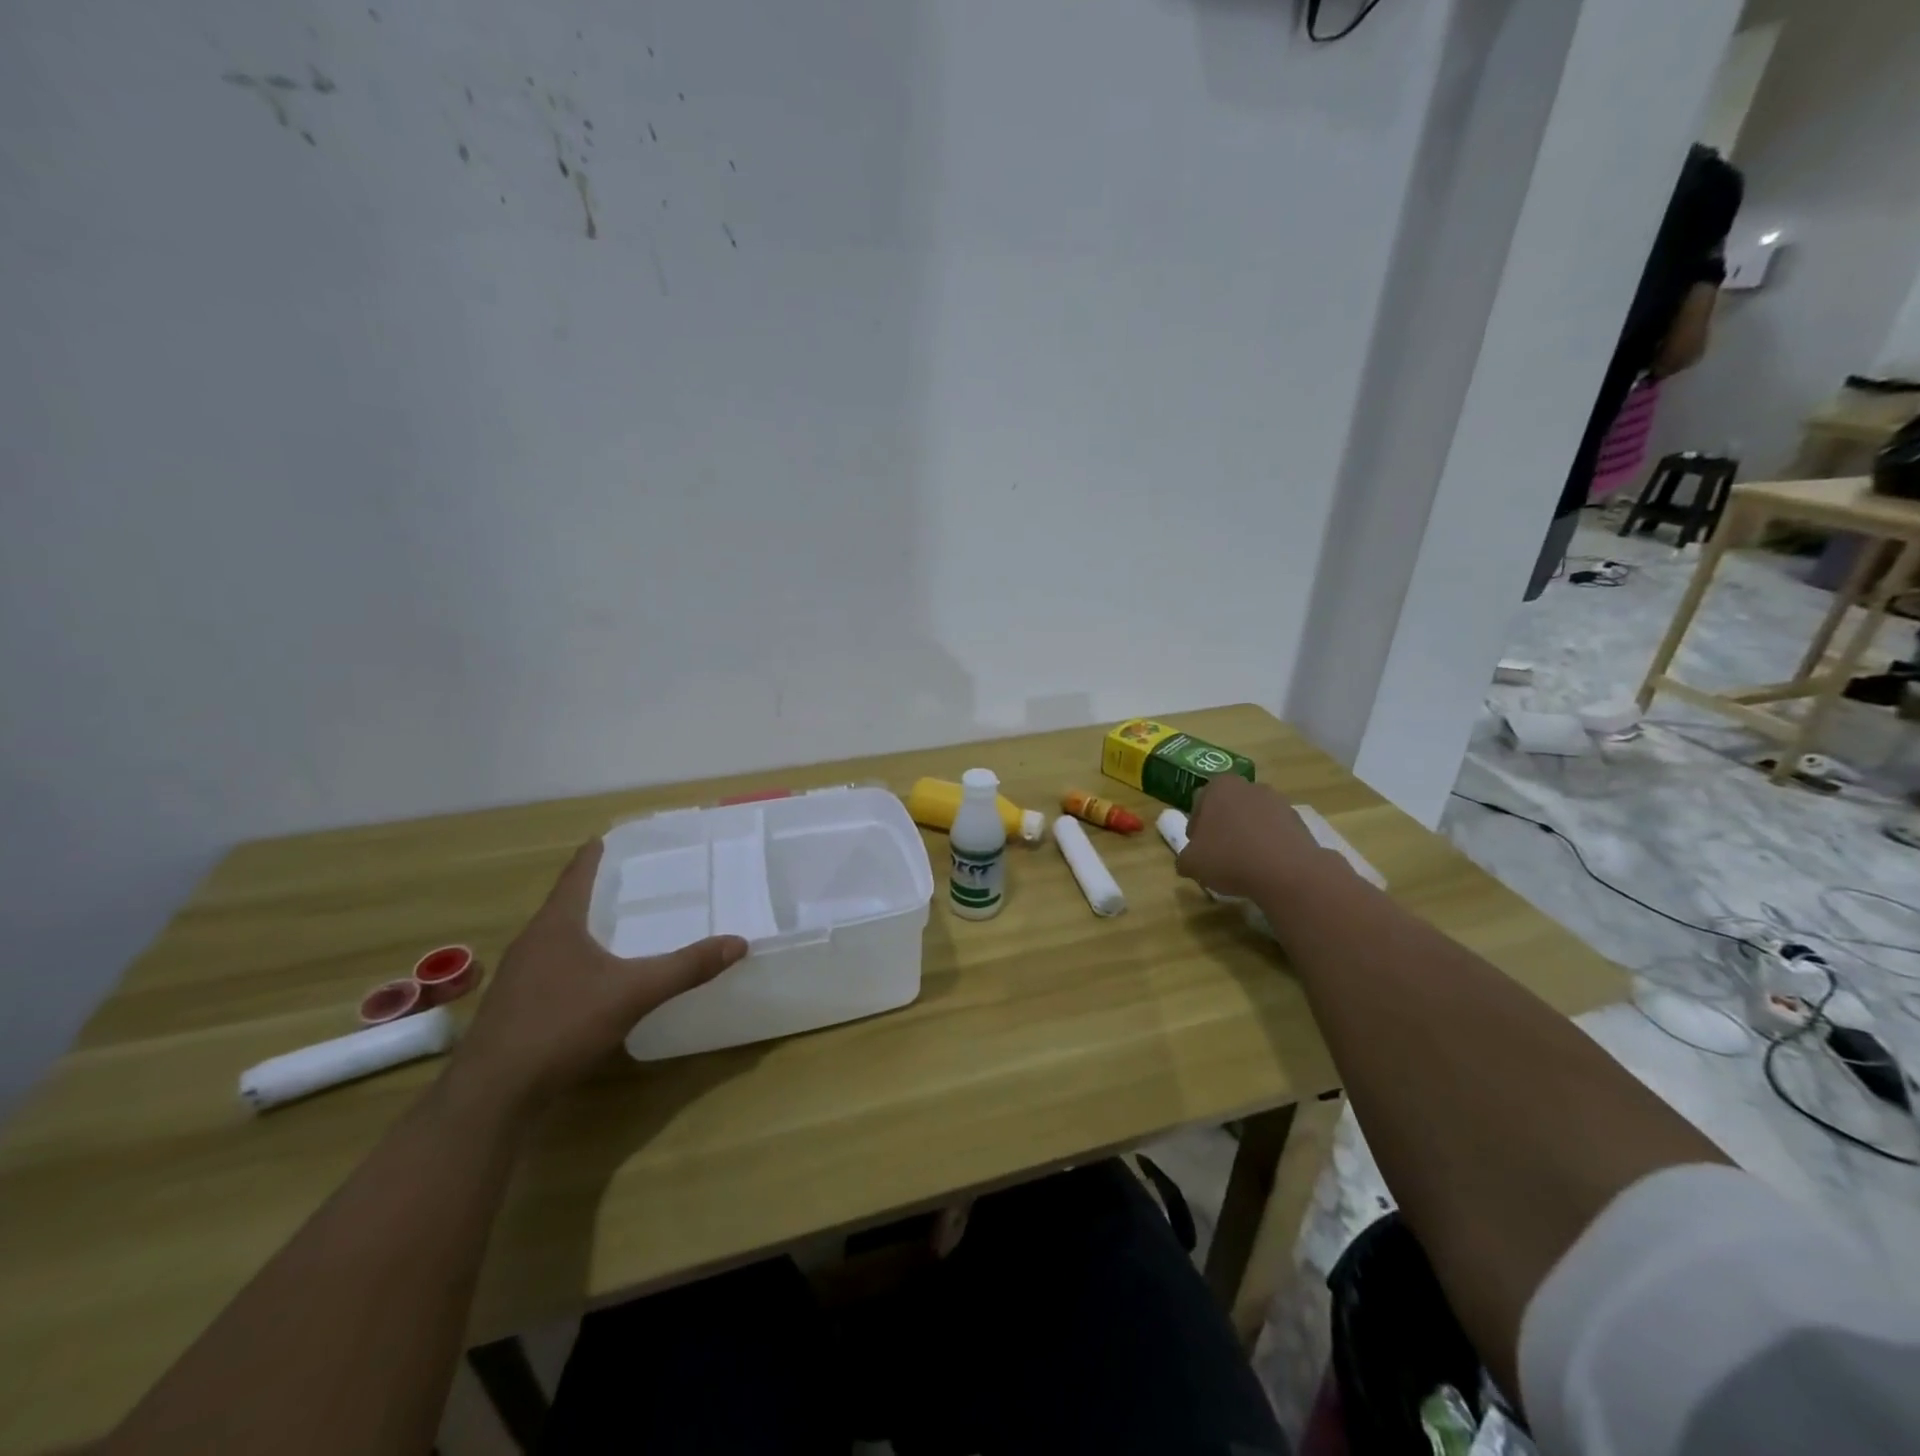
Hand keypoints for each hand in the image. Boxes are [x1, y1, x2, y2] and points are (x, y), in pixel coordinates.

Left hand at [448, 840, 747, 1110]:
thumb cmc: (561, 1025)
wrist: (493, 1094)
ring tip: (617, 925)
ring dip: (584, 927)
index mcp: (556, 925)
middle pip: (565, 904)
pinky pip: (551, 968)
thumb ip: (685, 968)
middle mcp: (532, 942)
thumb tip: (738, 943)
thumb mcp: (633, 993)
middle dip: (594, 890)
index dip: (593, 855)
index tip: (607, 837)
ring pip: (556, 938)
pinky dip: (576, 960)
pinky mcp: (515, 1008)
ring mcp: (518, 977)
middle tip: (630, 880)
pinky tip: (595, 978)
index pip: (576, 875)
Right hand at [1174, 775, 1324, 901]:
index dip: (1196, 829)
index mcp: (1219, 786)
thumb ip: (1185, 858)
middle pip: (1228, 808)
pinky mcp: (1299, 820)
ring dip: (1247, 835)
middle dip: (1223, 828)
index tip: (1198, 849)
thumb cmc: (1229, 858)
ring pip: (1252, 819)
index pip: (1199, 804)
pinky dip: (1268, 845)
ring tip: (1244, 864)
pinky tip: (1265, 866)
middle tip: (1219, 855)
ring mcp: (1278, 801)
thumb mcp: (1192, 863)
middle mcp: (1249, 786)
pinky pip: (1274, 831)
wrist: (1286, 871)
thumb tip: (1188, 861)